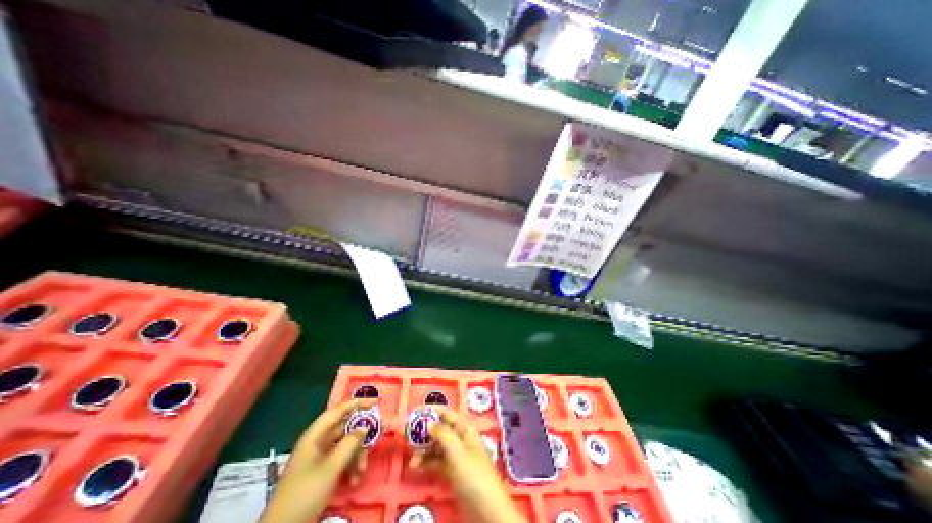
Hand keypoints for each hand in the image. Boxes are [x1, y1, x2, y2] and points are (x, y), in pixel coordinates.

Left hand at [259, 400, 372, 522]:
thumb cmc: (305, 493)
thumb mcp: (331, 467)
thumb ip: (350, 443)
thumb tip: (365, 427)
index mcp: (315, 435)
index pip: (339, 410)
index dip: (357, 403)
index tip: (375, 403)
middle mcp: (318, 442)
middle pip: (345, 429)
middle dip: (361, 436)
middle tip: (377, 437)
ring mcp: (319, 457)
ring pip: (346, 445)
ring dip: (357, 455)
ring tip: (361, 470)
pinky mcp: (321, 471)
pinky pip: (341, 459)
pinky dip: (350, 466)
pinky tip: (354, 479)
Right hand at [412, 408, 526, 522]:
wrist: (486, 509)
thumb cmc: (473, 474)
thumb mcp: (457, 452)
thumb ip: (443, 434)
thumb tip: (429, 422)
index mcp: (464, 428)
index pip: (446, 413)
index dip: (431, 410)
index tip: (414, 412)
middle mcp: (460, 438)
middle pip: (439, 429)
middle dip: (424, 432)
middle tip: (406, 436)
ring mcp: (456, 455)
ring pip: (436, 446)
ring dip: (423, 450)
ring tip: (412, 460)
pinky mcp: (452, 471)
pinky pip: (436, 461)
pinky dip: (426, 462)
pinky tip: (416, 468)